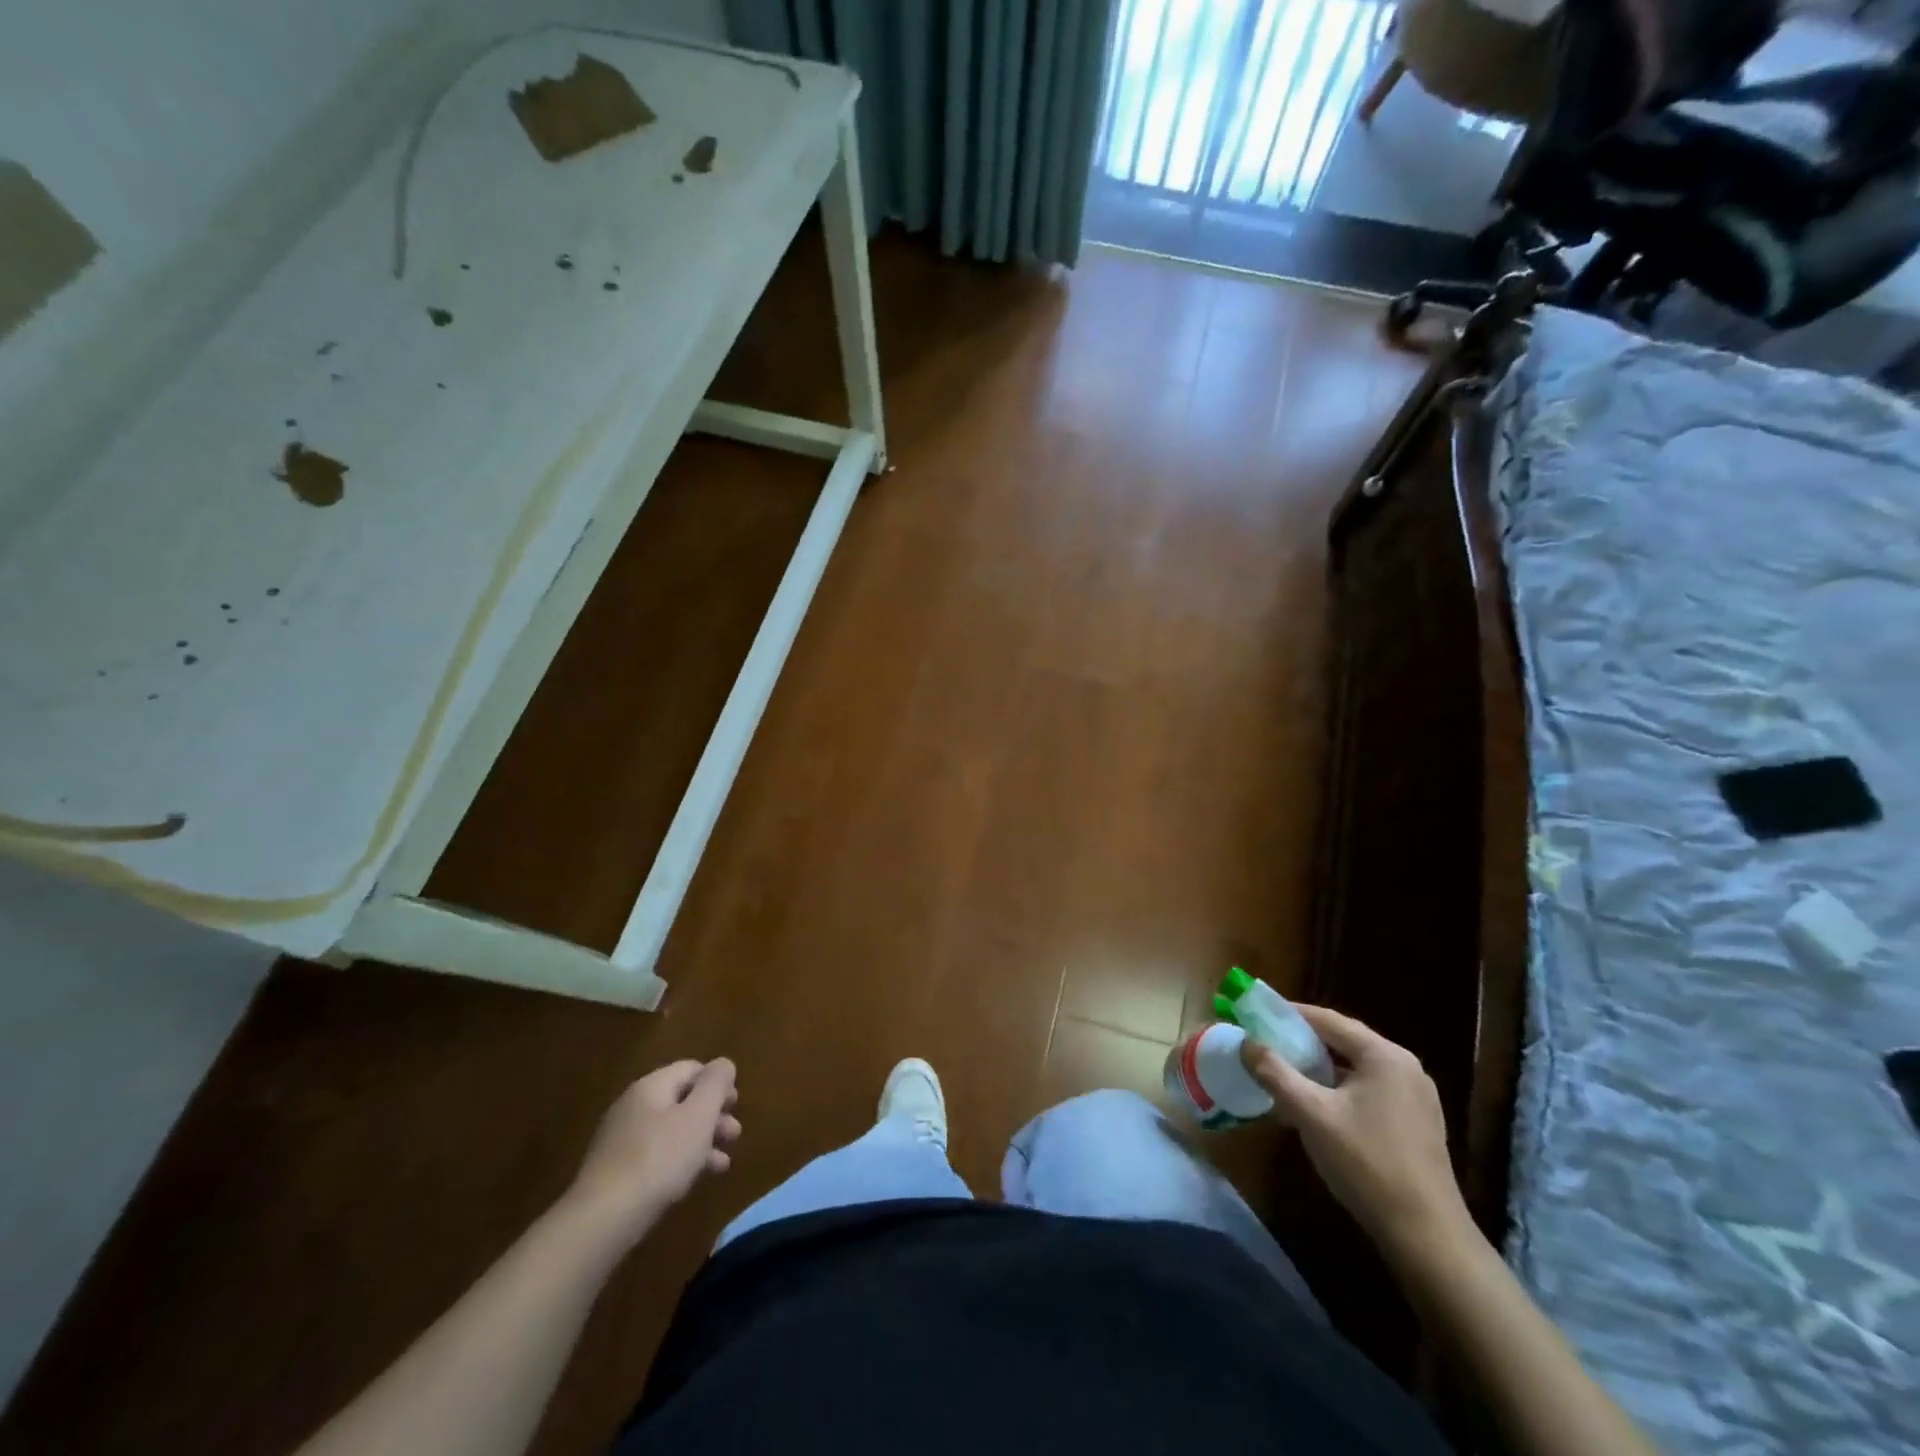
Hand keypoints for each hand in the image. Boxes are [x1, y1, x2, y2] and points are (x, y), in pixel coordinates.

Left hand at [568, 1060, 740, 1239]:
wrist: (602, 1220)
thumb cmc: (659, 1159)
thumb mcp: (698, 1116)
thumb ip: (715, 1084)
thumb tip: (723, 1064)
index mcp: (651, 1086)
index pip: (692, 1069)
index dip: (718, 1082)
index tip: (736, 1105)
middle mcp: (633, 1107)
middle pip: (682, 1100)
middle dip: (713, 1115)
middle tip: (734, 1135)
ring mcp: (621, 1141)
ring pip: (671, 1131)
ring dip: (701, 1142)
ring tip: (723, 1164)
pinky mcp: (616, 1173)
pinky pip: (656, 1156)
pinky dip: (680, 1162)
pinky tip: (694, 1181)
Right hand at [1241, 1006, 1472, 1262]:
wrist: (1427, 1237)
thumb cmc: (1366, 1164)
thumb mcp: (1310, 1114)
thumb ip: (1275, 1073)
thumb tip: (1246, 1043)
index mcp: (1383, 1055)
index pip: (1327, 1019)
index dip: (1289, 1014)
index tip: (1256, 1015)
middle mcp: (1404, 1066)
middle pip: (1343, 1041)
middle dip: (1303, 1042)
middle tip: (1265, 1045)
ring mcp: (1415, 1096)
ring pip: (1355, 1067)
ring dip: (1320, 1068)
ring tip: (1284, 1074)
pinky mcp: (1417, 1122)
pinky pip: (1369, 1090)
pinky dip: (1339, 1089)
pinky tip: (1317, 1107)